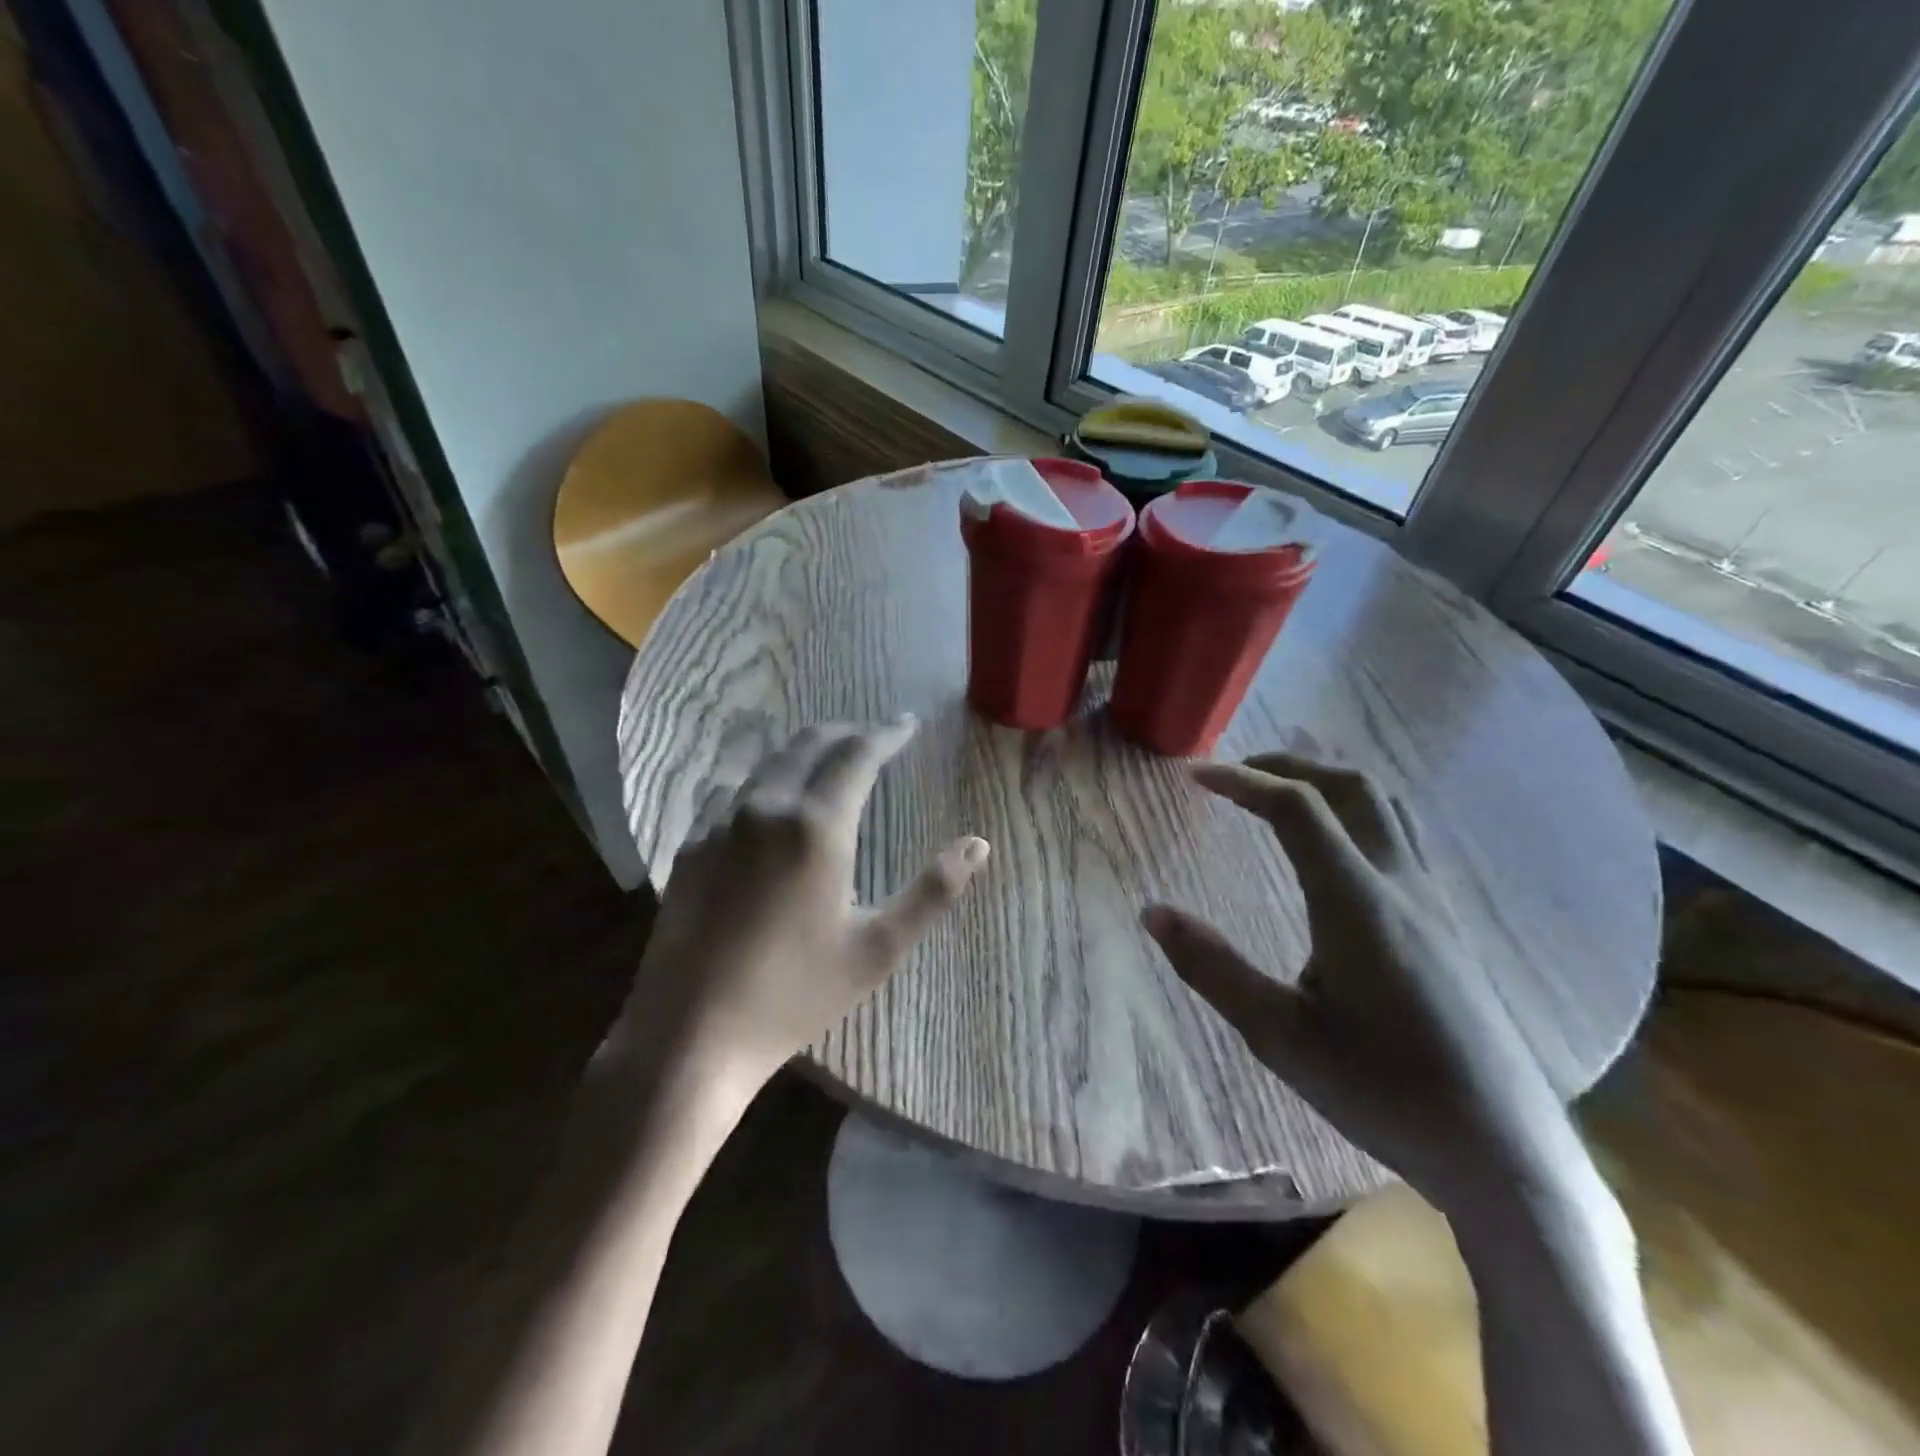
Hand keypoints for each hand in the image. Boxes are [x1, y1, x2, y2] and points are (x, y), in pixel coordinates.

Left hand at [611, 719, 989, 1101]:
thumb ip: (932, 891)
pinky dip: (764, 784)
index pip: (858, 754)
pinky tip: (768, 807)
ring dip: (804, 753)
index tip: (907, 723)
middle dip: (846, 733)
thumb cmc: (794, 993)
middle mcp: (766, 807)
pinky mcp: (690, 846)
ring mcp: (719, 824)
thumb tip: (978, 845)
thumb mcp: (877, 949)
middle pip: (809, 744)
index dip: (887, 734)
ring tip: (827, 763)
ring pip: (768, 764)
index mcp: (817, 826)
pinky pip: (733, 794)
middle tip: (873, 737)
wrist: (689, 1035)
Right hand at [1143, 753, 1568, 1215]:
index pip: (1298, 807)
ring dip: (1329, 781)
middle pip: (1353, 786)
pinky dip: (1356, 812)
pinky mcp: (1448, 926)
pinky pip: (1402, 836)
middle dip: (1290, 764)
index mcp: (1357, 903)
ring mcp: (1433, 902)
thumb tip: (1152, 912)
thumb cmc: (1384, 1093)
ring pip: (1386, 807)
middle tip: (1237, 772)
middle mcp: (1401, 885)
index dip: (1243, 780)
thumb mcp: (1279, 1036)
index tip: (1195, 776)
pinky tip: (1334, 849)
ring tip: (1281, 790)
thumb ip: (1212, 968)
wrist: (1504, 1153)